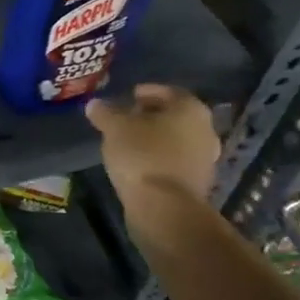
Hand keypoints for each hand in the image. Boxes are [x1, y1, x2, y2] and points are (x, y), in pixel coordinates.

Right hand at [86, 84, 219, 213]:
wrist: (165, 207)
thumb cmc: (142, 156)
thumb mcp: (115, 128)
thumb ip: (105, 113)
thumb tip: (94, 104)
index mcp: (190, 109)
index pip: (169, 92)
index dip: (148, 92)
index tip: (130, 96)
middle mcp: (205, 130)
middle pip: (175, 116)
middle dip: (151, 115)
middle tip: (127, 118)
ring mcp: (205, 158)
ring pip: (176, 140)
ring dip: (155, 138)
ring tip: (129, 142)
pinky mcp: (198, 182)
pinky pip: (175, 161)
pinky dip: (159, 157)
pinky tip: (139, 163)